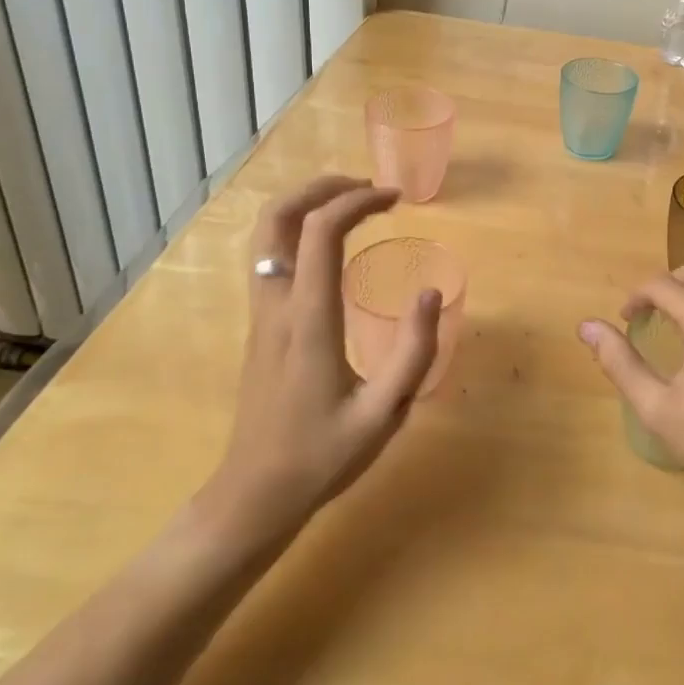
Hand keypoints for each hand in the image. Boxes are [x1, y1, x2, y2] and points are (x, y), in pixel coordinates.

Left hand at [197, 176, 439, 551]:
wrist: (253, 496)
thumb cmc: (321, 457)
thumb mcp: (384, 414)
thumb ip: (414, 353)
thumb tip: (430, 293)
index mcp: (308, 320)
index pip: (321, 232)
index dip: (357, 201)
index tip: (395, 199)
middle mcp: (276, 305)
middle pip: (277, 217)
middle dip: (322, 188)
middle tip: (368, 188)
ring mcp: (260, 313)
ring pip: (264, 234)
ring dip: (306, 204)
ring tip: (352, 205)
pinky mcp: (259, 325)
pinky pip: (269, 255)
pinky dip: (298, 229)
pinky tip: (331, 245)